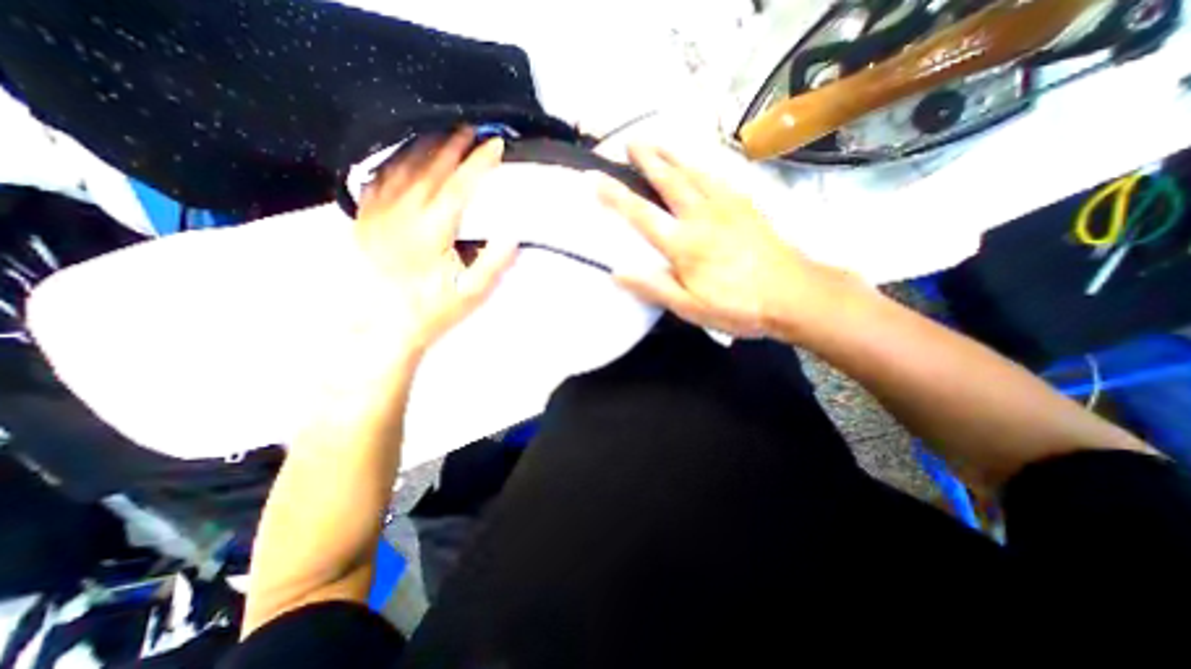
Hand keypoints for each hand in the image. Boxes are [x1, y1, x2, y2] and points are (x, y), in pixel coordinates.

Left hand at [354, 126, 518, 352]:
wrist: (385, 326)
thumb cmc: (434, 310)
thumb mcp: (471, 293)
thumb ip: (493, 263)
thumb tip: (512, 234)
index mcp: (432, 231)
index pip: (460, 186)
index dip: (479, 163)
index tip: (496, 145)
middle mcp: (403, 214)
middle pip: (431, 169)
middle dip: (454, 146)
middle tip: (472, 128)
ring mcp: (380, 214)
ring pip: (403, 168)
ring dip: (426, 147)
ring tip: (443, 132)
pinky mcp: (365, 220)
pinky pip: (378, 180)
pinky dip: (394, 161)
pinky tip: (403, 154)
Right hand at [597, 143, 846, 337]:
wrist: (794, 294)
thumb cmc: (738, 306)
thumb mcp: (690, 308)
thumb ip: (654, 288)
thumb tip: (618, 272)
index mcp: (684, 244)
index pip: (642, 215)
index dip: (616, 197)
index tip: (596, 178)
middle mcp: (702, 217)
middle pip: (670, 181)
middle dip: (648, 159)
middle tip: (630, 142)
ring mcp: (727, 206)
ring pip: (694, 172)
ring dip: (673, 155)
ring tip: (658, 142)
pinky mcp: (747, 206)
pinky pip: (719, 177)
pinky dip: (702, 164)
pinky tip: (699, 163)